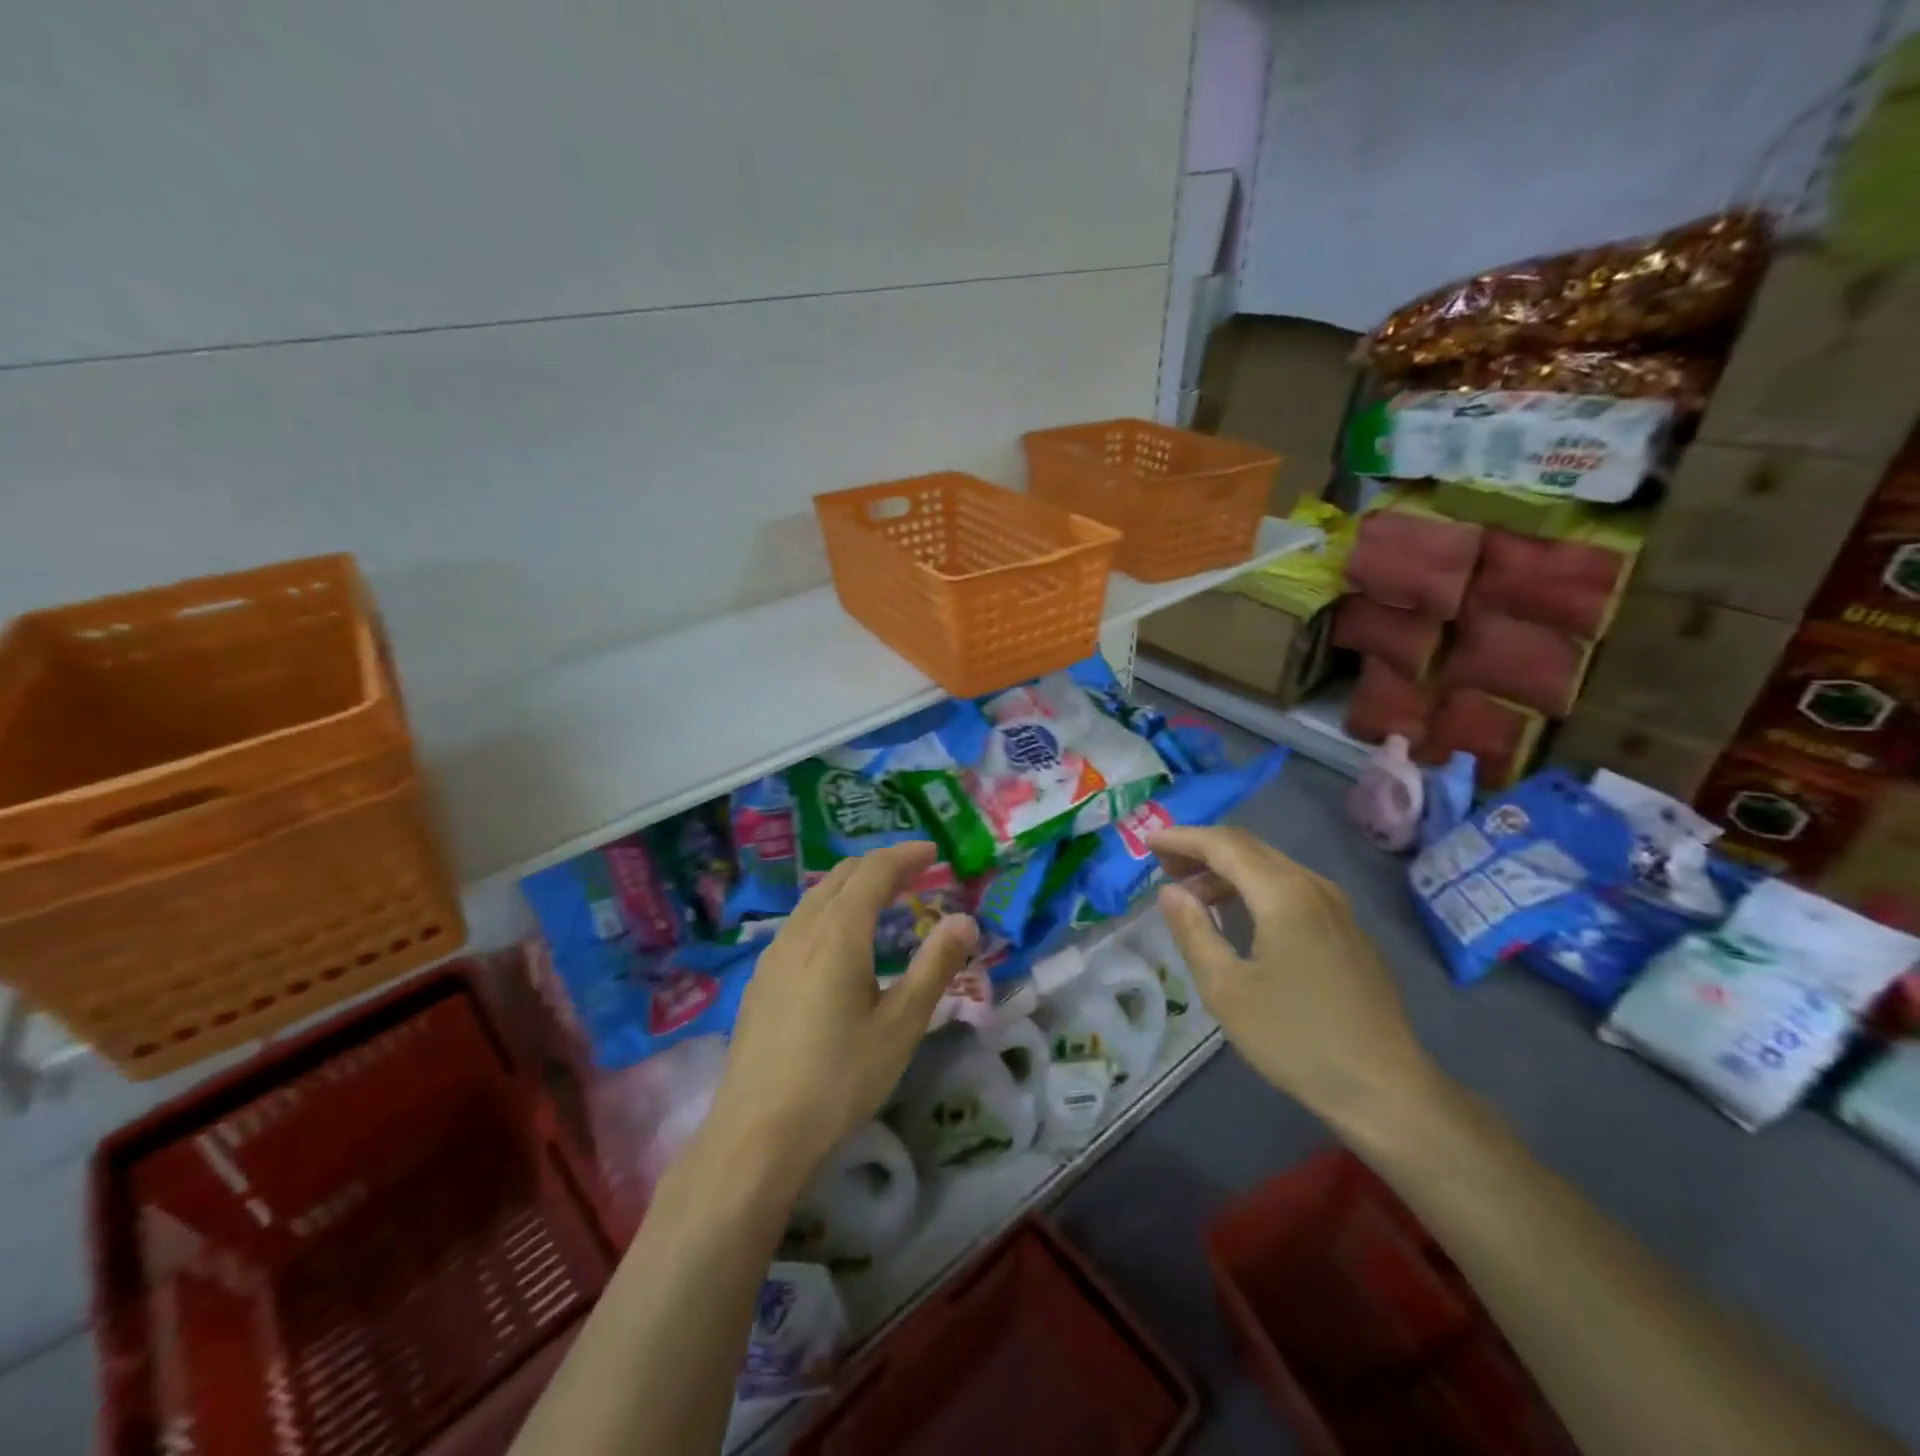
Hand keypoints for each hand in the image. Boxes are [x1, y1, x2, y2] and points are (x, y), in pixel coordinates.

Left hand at [704, 842, 976, 1193]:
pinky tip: (838, 940)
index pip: (873, 873)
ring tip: (880, 898)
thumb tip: (965, 919)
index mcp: (839, 934)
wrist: (757, 1134)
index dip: (904, 856)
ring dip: (851, 886)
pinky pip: (800, 922)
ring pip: (815, 898)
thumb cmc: (839, 1079)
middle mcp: (802, 931)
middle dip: (878, 865)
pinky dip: (829, 910)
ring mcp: (774, 954)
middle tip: (913, 870)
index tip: (932, 852)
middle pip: (840, 877)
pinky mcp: (761, 979)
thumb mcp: (901, 1025)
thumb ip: (935, 966)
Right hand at [1148, 825, 1440, 1135]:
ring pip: (1271, 867)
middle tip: (1163, 864)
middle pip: (1249, 848)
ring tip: (1191, 894)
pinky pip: (1290, 888)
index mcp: (1283, 894)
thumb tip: (1170, 891)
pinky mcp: (1346, 929)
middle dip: (1202, 849)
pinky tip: (1237, 916)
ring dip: (1227, 870)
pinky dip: (1253, 887)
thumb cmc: (1295, 1038)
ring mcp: (1336, 907)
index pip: (1223, 846)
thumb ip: (1193, 931)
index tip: (1148, 841)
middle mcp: (1312, 886)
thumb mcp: (1226, 988)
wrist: (1385, 1088)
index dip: (1182, 839)